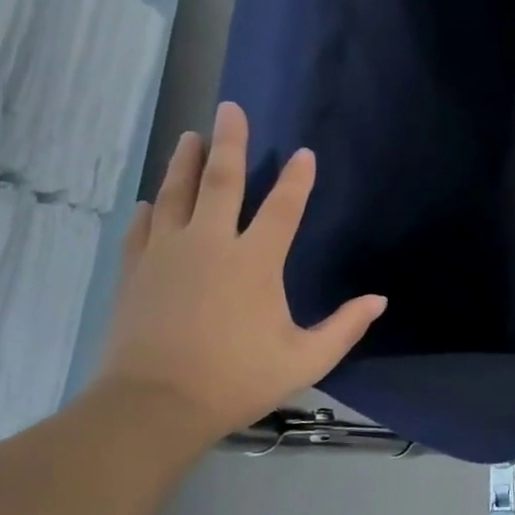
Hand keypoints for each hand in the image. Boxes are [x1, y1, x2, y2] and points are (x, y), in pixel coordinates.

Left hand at [94, 102, 386, 441]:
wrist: (153, 405)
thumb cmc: (238, 378)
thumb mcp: (306, 358)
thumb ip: (345, 326)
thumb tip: (379, 300)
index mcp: (255, 262)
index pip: (282, 208)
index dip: (296, 179)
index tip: (304, 153)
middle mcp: (210, 245)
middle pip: (220, 182)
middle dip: (228, 143)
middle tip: (229, 109)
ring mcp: (167, 255)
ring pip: (176, 196)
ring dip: (184, 163)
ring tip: (190, 136)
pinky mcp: (135, 272)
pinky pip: (143, 228)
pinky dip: (151, 209)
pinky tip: (152, 200)